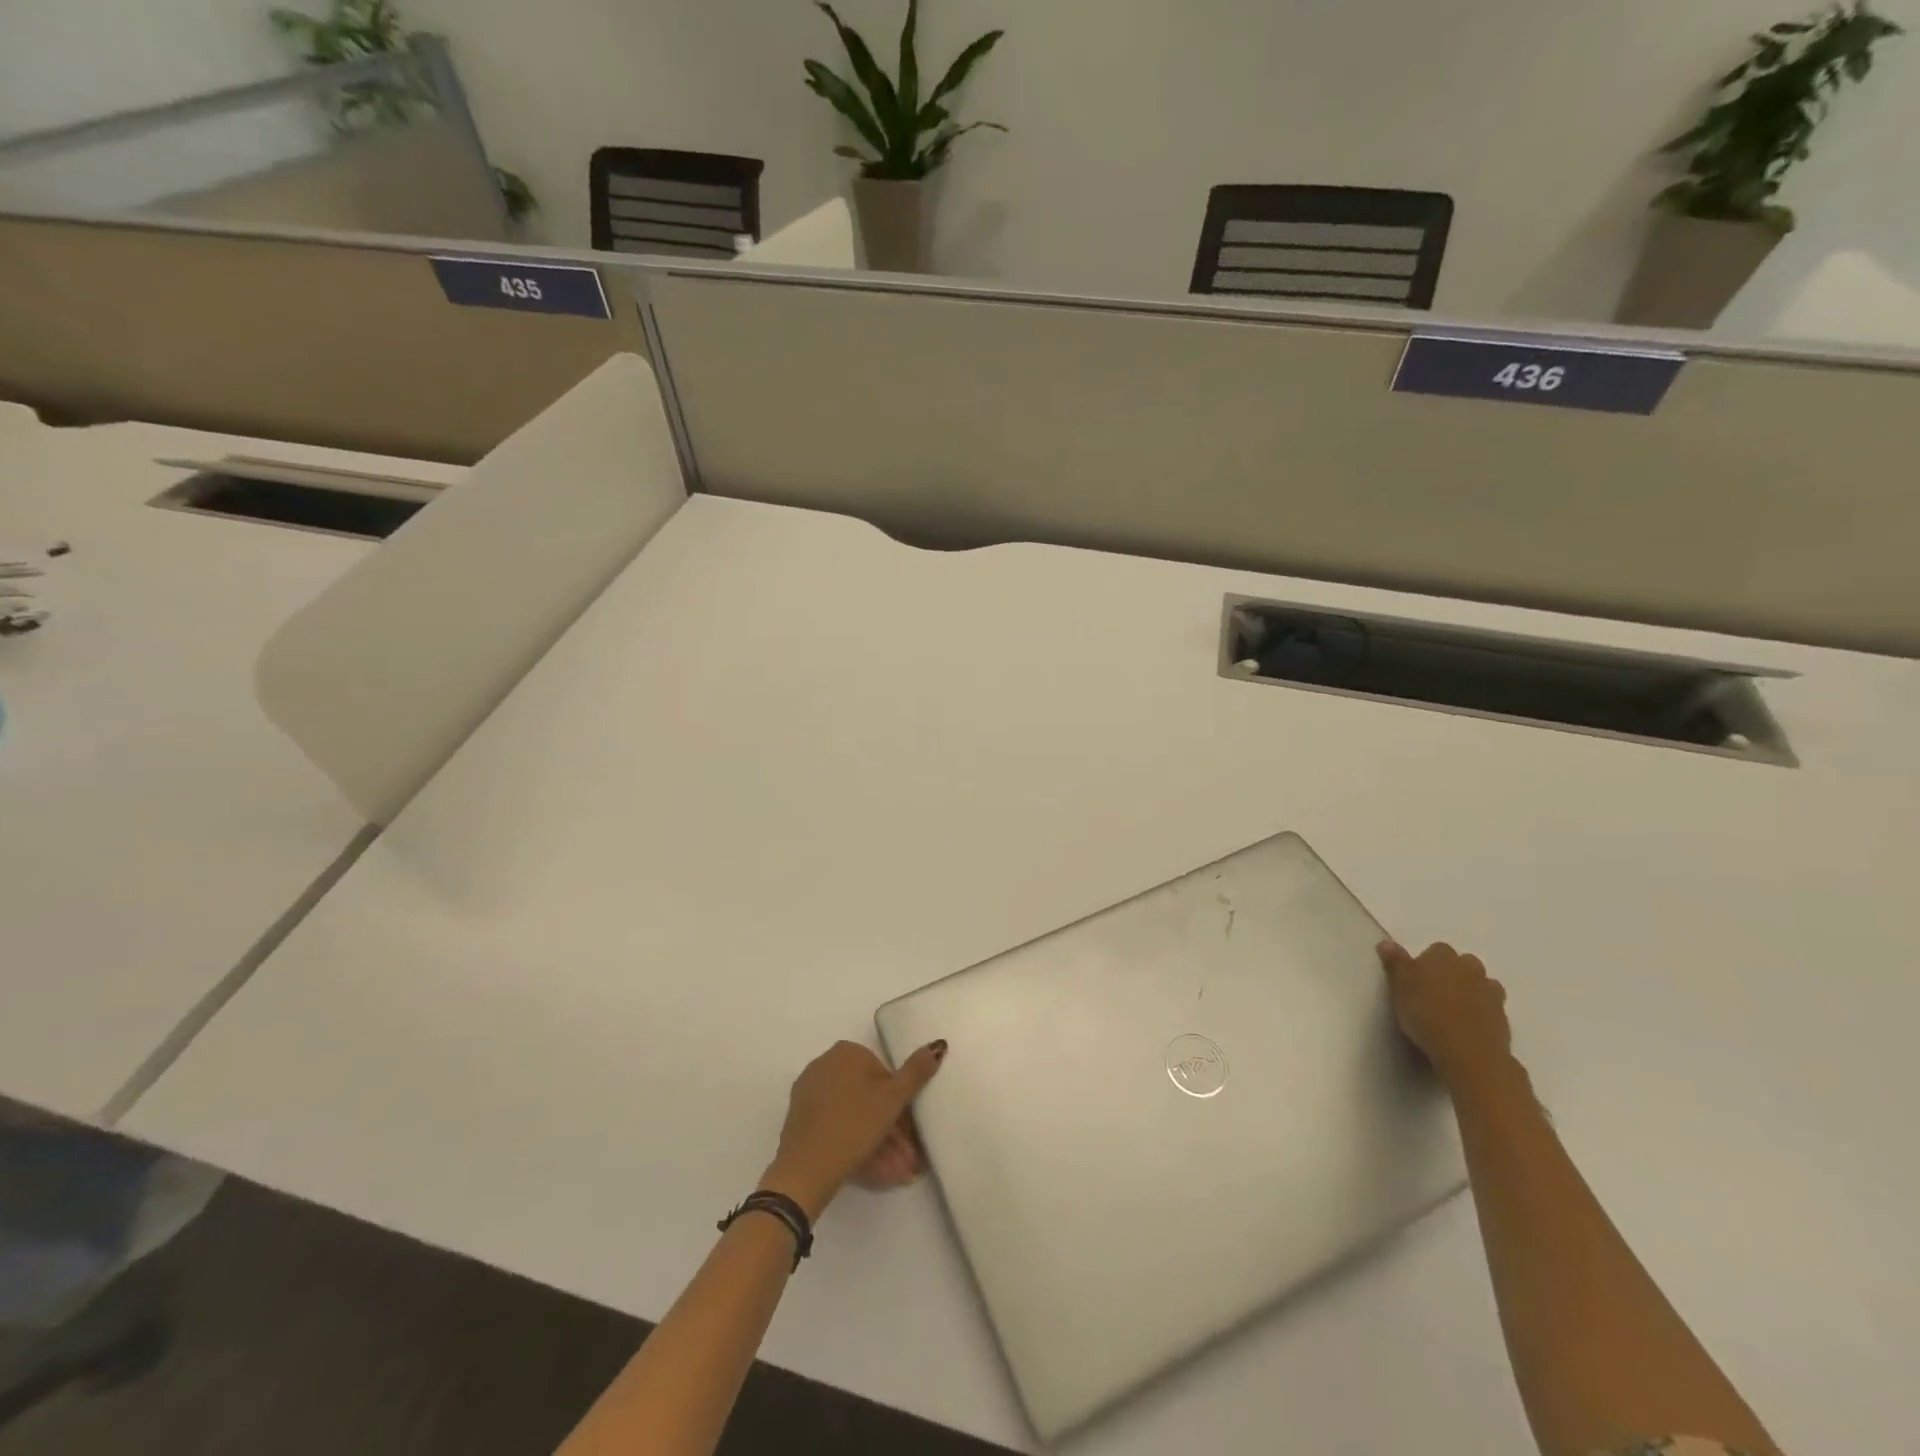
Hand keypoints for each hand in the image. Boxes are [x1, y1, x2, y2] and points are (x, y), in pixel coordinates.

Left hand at [761, 1039, 946, 1218]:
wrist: (806, 1168)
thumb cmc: (855, 1124)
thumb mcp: (894, 1098)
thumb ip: (916, 1072)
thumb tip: (937, 1044)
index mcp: (847, 1052)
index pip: (883, 1075)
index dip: (900, 1105)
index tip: (910, 1134)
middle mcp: (825, 1065)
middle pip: (868, 1097)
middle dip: (891, 1130)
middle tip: (907, 1159)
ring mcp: (810, 1093)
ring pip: (853, 1115)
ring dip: (878, 1143)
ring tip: (896, 1173)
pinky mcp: (800, 1120)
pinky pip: (835, 1126)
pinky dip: (855, 1144)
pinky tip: (874, 1170)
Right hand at [1378, 941, 1512, 1084]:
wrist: (1468, 1051)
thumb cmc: (1425, 1014)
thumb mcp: (1398, 987)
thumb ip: (1395, 963)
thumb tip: (1386, 942)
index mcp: (1442, 956)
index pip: (1436, 950)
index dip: (1426, 963)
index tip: (1416, 979)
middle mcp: (1470, 968)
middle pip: (1463, 964)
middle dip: (1453, 974)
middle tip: (1435, 993)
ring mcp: (1491, 993)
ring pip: (1481, 984)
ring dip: (1471, 991)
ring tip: (1454, 1010)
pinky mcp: (1504, 1017)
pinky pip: (1491, 1008)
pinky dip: (1482, 1012)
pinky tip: (1468, 1026)